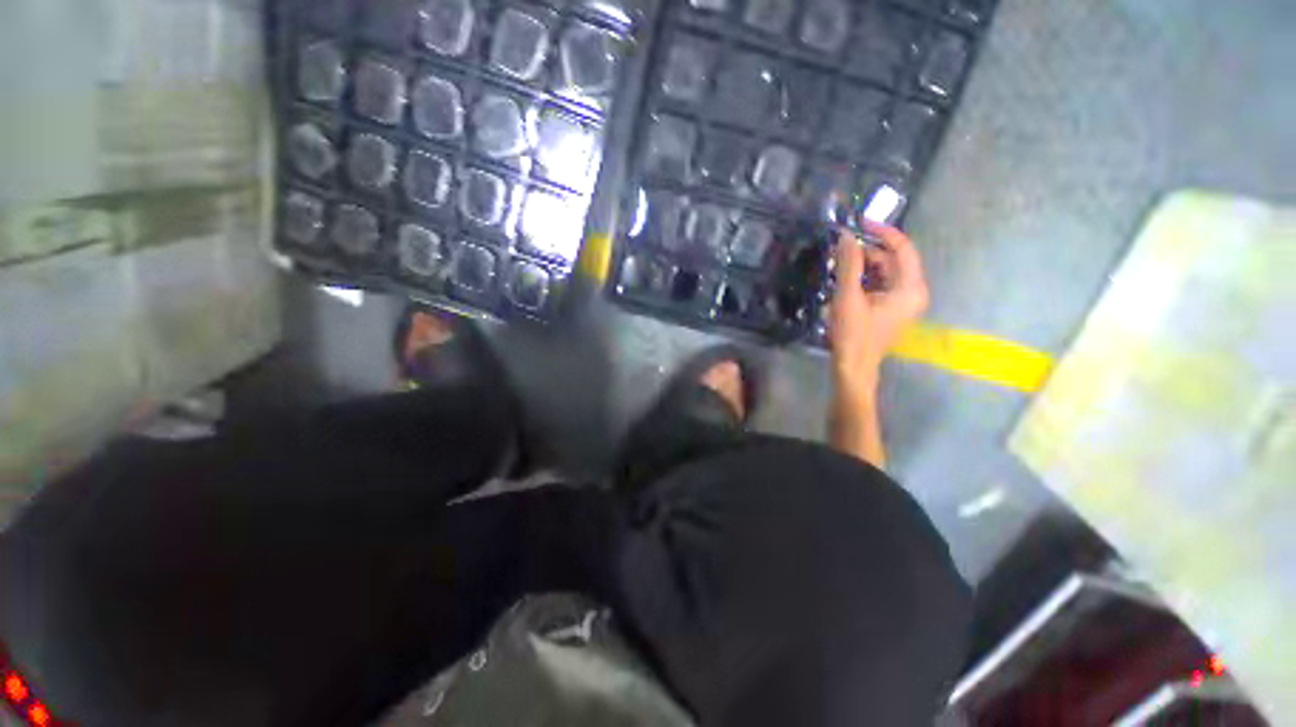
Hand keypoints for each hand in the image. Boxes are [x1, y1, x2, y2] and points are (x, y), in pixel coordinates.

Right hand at [829, 222, 928, 394]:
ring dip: (864, 265)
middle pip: (894, 260)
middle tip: (842, 249)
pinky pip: (882, 284)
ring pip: (886, 272)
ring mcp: (904, 301)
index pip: (903, 248)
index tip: (860, 223)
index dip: (883, 232)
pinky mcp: (892, 309)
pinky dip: (865, 278)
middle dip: (869, 251)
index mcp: (910, 287)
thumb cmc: (853, 334)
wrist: (853, 366)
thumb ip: (849, 264)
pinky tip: (846, 281)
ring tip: (840, 265)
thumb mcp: (848, 297)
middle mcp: (913, 291)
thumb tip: (846, 235)